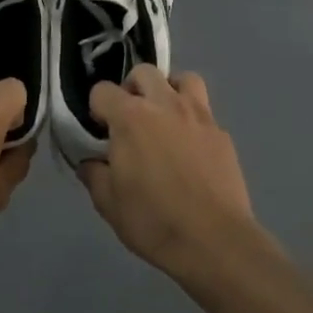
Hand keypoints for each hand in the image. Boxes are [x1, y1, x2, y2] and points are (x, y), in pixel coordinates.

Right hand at [77, 66, 260, 278]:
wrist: (213, 240)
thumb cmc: (153, 220)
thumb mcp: (108, 203)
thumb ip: (94, 174)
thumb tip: (90, 160)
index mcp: (131, 117)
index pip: (103, 91)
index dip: (97, 108)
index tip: (100, 131)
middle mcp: (164, 104)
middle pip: (144, 72)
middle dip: (132, 88)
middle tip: (130, 118)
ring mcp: (198, 115)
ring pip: (183, 79)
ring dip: (169, 90)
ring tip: (165, 117)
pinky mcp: (221, 132)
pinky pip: (204, 111)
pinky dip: (193, 120)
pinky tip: (190, 147)